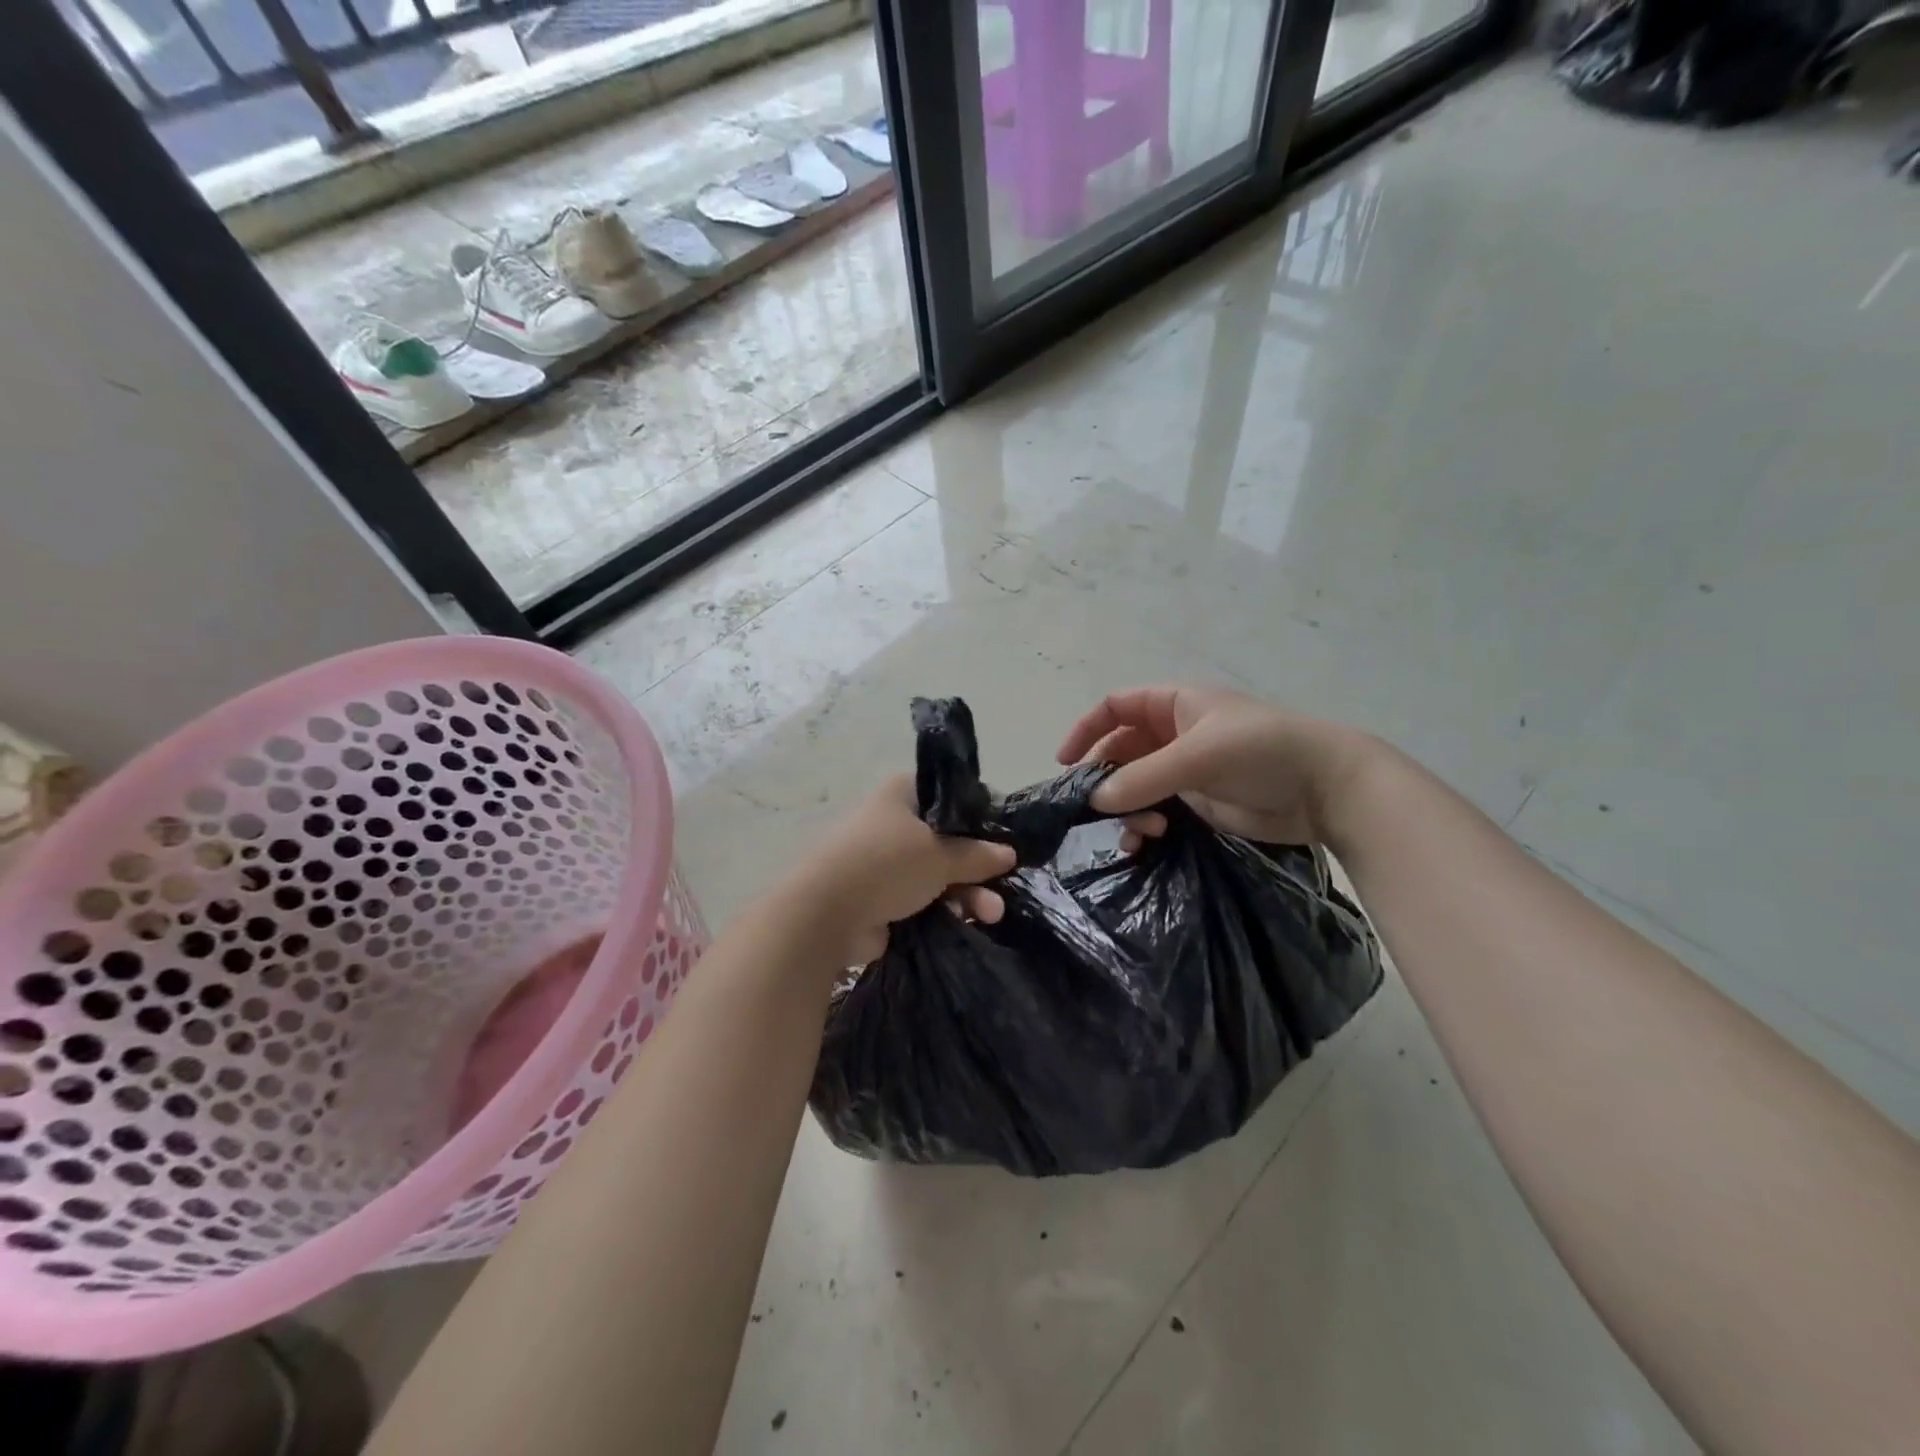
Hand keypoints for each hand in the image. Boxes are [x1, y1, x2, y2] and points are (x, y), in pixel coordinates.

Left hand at [782, 775, 1017, 965]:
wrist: (824, 915)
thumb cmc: (886, 865)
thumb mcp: (941, 855)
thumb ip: (977, 854)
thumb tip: (1008, 853)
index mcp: (902, 794)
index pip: (949, 796)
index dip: (978, 815)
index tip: (1003, 838)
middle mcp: (892, 823)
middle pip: (947, 840)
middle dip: (976, 866)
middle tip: (1001, 886)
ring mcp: (885, 862)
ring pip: (937, 874)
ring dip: (966, 893)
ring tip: (989, 915)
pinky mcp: (880, 898)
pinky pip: (922, 900)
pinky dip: (944, 909)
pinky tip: (968, 922)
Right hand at [1056, 685, 1376, 848]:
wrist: (1327, 788)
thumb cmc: (1261, 751)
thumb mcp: (1197, 756)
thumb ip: (1143, 777)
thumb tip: (1095, 800)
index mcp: (1176, 705)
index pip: (1118, 706)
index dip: (1088, 728)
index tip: (1065, 762)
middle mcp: (1175, 734)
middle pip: (1121, 749)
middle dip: (1104, 776)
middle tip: (1090, 807)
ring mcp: (1187, 770)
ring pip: (1136, 785)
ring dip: (1127, 807)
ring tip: (1139, 831)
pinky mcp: (1200, 803)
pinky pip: (1157, 810)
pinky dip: (1144, 824)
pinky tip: (1146, 841)